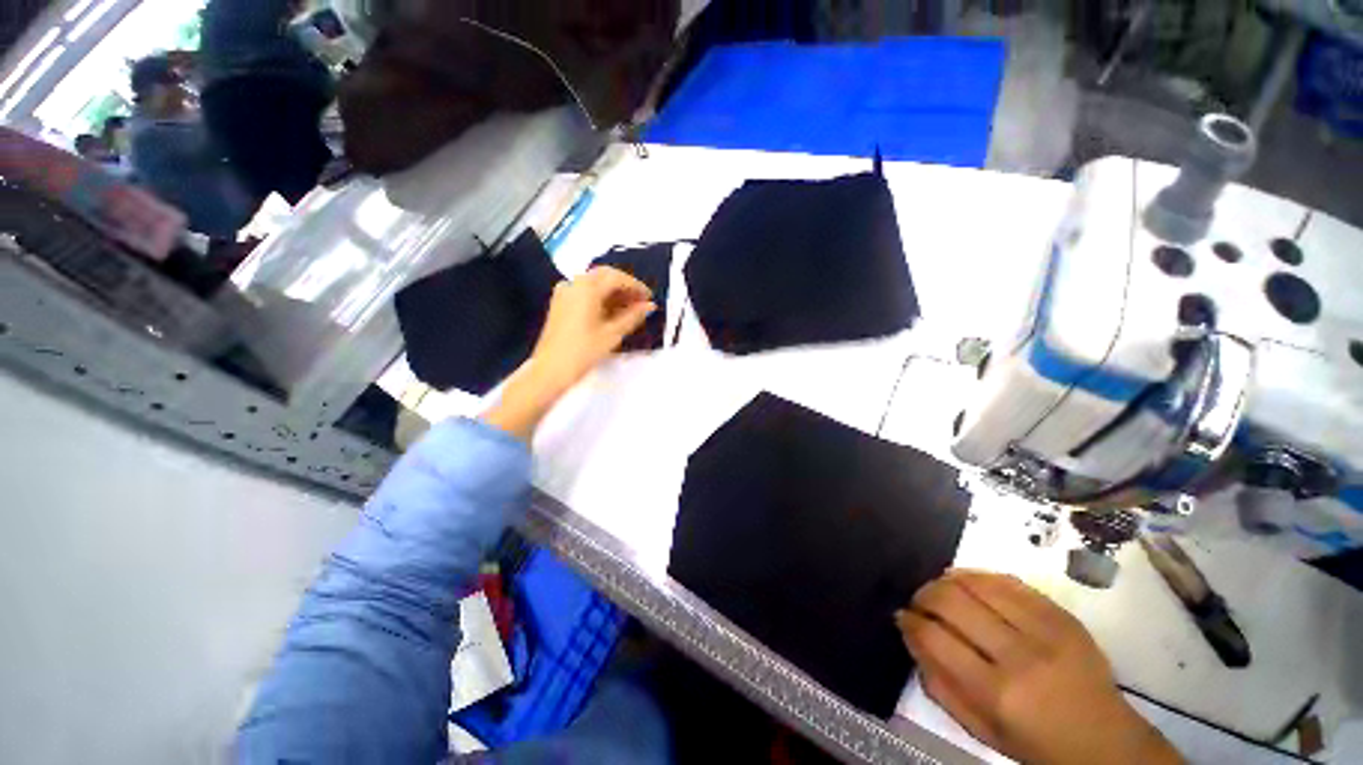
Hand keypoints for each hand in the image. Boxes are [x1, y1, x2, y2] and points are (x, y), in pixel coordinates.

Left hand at [482, 267, 654, 440]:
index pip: (616, 277)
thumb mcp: (613, 333)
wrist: (549, 371)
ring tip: (630, 310)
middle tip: (641, 302)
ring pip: (593, 285)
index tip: (650, 298)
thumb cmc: (583, 351)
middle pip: (604, 276)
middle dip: (624, 287)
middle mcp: (573, 284)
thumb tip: (649, 306)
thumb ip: (633, 316)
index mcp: (586, 287)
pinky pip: (584, 293)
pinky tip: (611, 313)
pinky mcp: (560, 305)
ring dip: (613, 293)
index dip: (636, 286)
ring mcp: (564, 293)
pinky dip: (600, 299)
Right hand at [897, 571, 1181, 764]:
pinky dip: (977, 576)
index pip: (935, 638)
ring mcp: (1045, 630)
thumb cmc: (1036, 744)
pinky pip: (1007, 580)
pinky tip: (966, 582)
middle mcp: (1020, 655)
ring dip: (946, 581)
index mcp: (998, 693)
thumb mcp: (981, 730)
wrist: (1107, 741)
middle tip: (918, 603)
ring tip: (940, 590)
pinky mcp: (1061, 614)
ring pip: (976, 583)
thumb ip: (939, 685)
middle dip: (923, 595)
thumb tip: (910, 635)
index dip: (909, 621)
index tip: (902, 617)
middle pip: (952, 601)